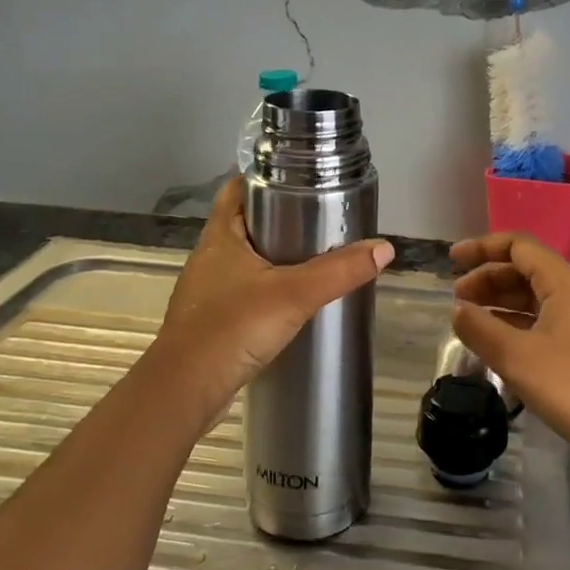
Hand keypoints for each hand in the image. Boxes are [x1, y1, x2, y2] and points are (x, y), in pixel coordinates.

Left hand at [154, 179, 392, 424]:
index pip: (237, 189)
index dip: (265, 178)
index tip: (300, 178)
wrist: (186, 391)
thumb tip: (384, 248)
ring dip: (274, 256)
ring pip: (245, 259)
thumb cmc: (232, 328)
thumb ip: (339, 271)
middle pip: (245, 223)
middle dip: (280, 218)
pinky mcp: (212, 321)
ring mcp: (208, 291)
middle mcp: (209, 257)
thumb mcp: (293, 294)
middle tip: (321, 217)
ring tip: (315, 257)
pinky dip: (267, 288)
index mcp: (219, 237)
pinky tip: (293, 301)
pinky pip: (243, 292)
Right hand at [450, 232, 569, 471]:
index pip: (518, 246)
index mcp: (563, 282)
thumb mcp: (517, 357)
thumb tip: (457, 309)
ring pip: (533, 297)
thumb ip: (480, 328)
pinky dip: (514, 323)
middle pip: (524, 269)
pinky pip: (542, 320)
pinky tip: (495, 341)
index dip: (482, 248)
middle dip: (487, 278)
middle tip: (456, 300)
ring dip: (499, 302)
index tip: (451, 260)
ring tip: (468, 319)